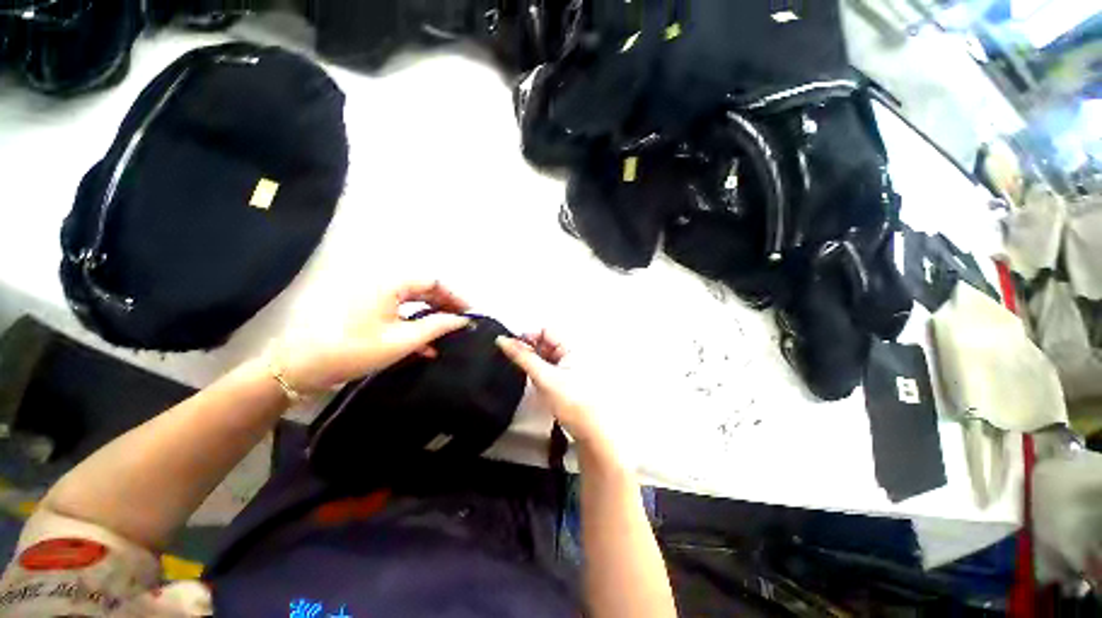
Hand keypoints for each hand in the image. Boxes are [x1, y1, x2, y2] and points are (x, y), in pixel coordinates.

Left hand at [273, 280, 470, 394]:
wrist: (299, 368)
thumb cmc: (354, 350)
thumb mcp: (402, 341)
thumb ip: (436, 327)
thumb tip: (463, 320)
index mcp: (391, 284)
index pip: (434, 282)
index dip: (456, 296)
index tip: (472, 313)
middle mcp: (384, 285)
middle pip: (424, 290)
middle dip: (446, 306)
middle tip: (463, 324)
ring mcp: (374, 299)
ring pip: (413, 302)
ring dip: (432, 317)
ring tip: (449, 335)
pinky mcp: (368, 313)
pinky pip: (400, 313)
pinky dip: (415, 326)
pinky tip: (426, 347)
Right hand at [496, 331, 612, 451]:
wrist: (592, 431)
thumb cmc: (573, 402)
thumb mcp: (544, 377)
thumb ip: (522, 357)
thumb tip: (503, 340)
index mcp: (572, 346)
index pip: (545, 330)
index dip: (528, 337)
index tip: (512, 350)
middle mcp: (574, 352)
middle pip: (546, 342)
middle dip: (531, 351)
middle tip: (522, 367)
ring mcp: (572, 365)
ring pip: (547, 356)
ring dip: (536, 363)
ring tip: (532, 378)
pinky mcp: (569, 378)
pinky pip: (551, 367)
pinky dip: (542, 372)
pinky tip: (539, 385)